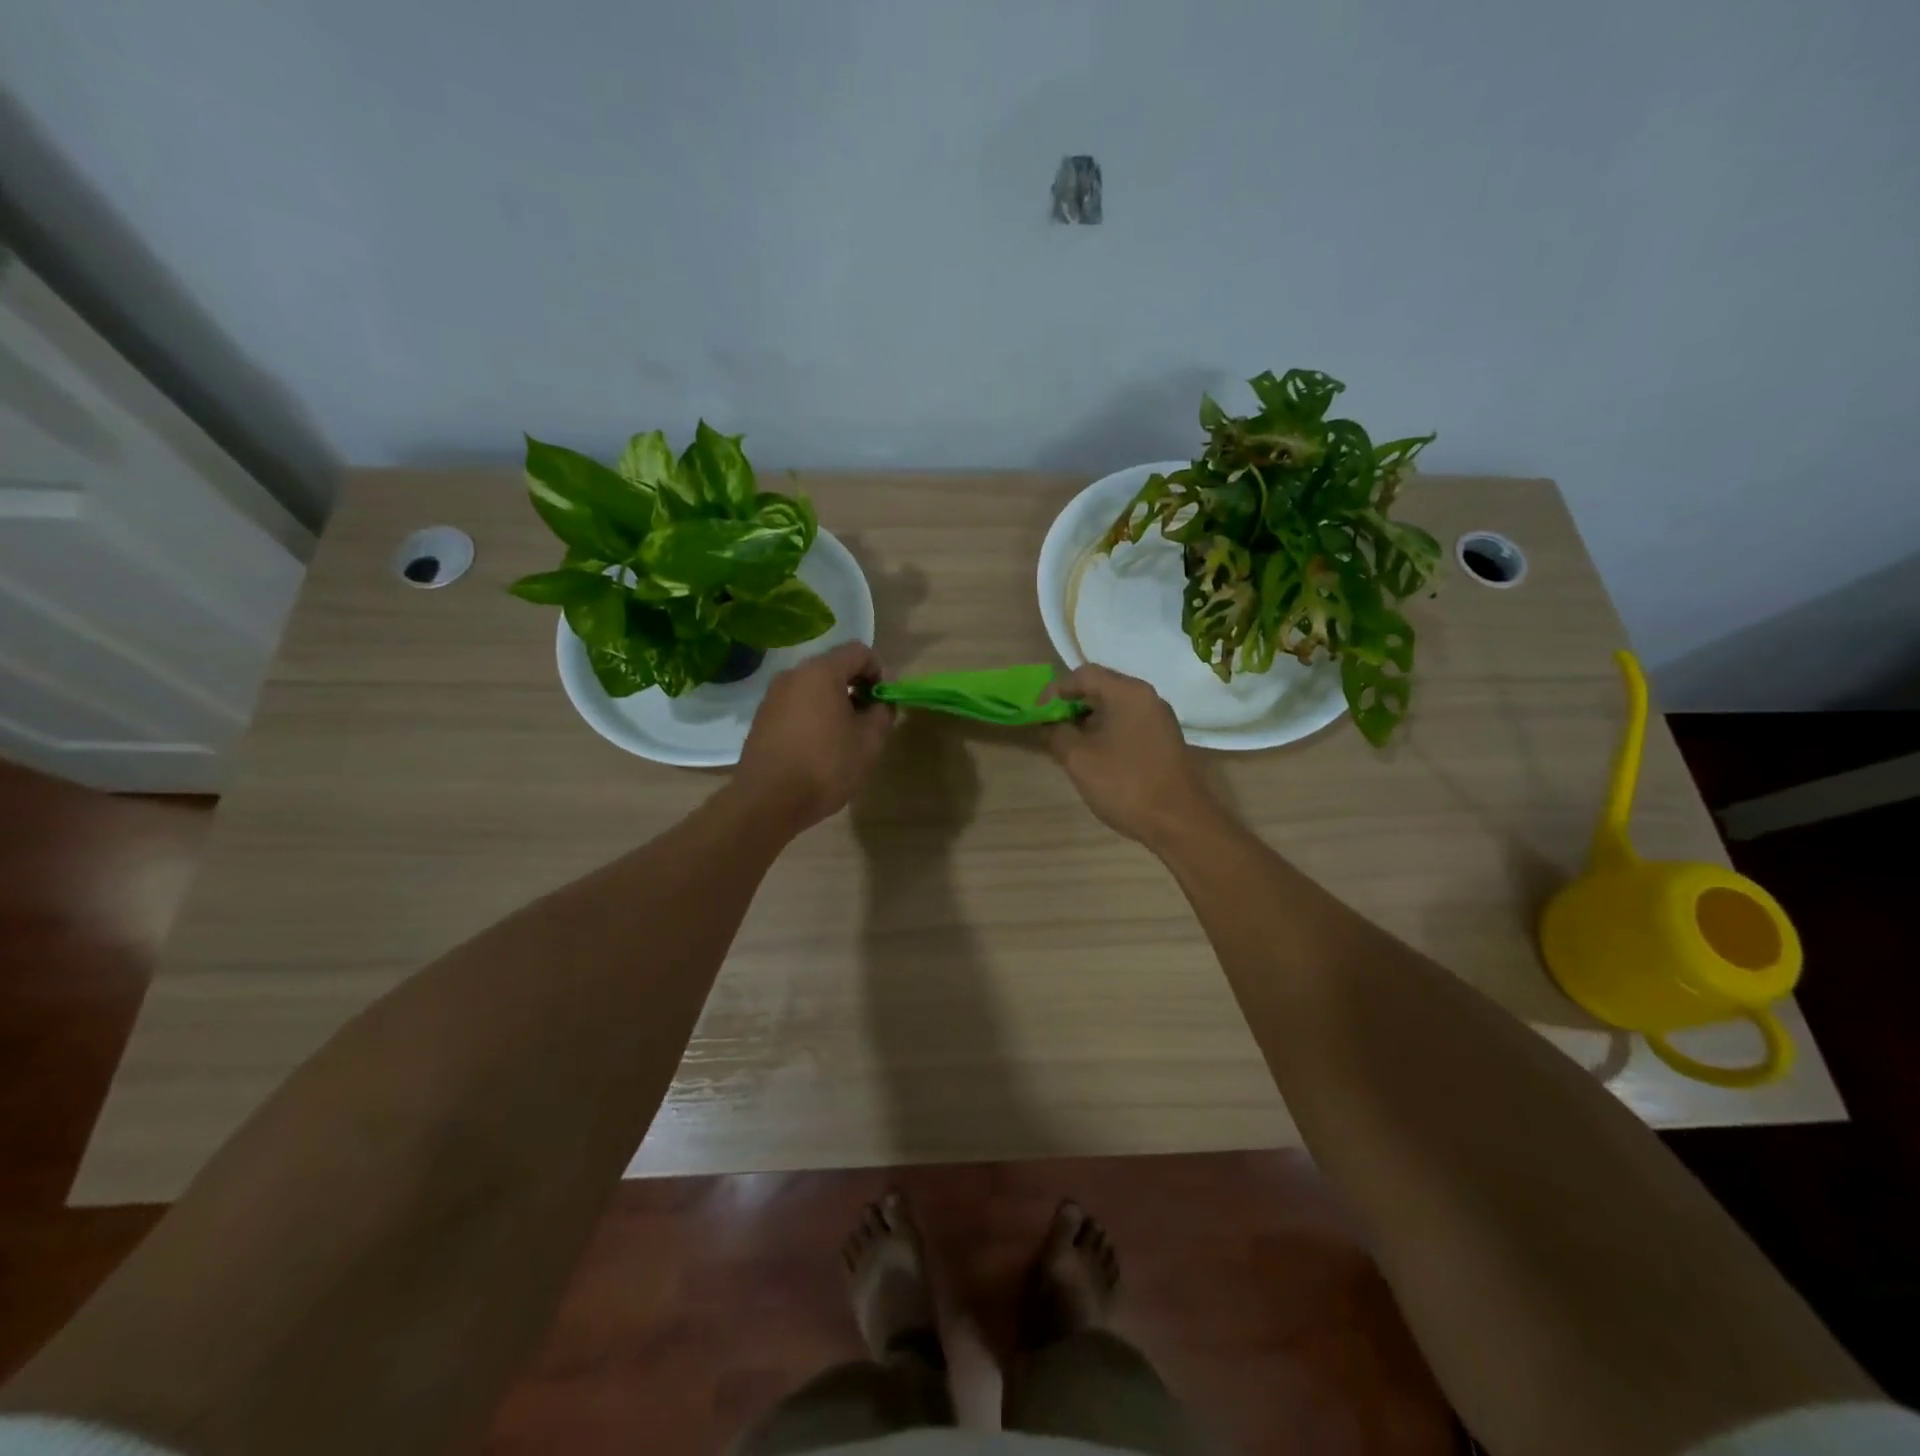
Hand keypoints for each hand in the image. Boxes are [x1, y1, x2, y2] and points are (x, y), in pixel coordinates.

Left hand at [733, 642, 894, 832]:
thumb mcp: (869, 741)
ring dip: (834, 703)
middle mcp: (793, 675)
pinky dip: (813, 716)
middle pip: (834, 668)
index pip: (859, 652)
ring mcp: (773, 696)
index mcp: (821, 672)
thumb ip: (882, 713)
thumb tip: (880, 703)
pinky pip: (796, 705)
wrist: (767, 800)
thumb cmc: (825, 766)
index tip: (882, 702)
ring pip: (813, 688)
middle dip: (856, 688)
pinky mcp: (762, 718)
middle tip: (867, 721)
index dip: (879, 672)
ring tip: (843, 738)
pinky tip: (818, 748)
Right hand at [1044, 665, 1217, 849]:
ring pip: (1114, 707)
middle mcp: (1147, 697)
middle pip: (1101, 687)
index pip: (1084, 674)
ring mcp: (1159, 719)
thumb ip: (1057, 733)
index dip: (1055, 690)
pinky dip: (1105, 731)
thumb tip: (1048, 723)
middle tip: (1050, 726)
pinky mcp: (1163, 739)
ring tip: (1067, 743)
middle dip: (1071, 704)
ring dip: (1087, 720)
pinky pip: (1127, 723)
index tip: (1038, 713)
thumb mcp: (1079, 759)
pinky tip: (1093, 755)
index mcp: (1128, 693)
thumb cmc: (1126, 784)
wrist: (1179, 822)